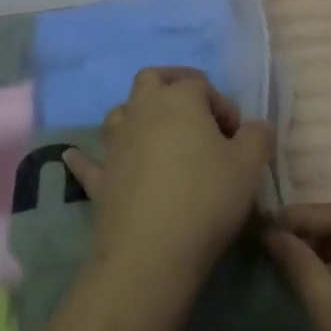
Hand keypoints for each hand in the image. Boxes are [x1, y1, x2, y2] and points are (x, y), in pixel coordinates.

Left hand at [63, 68, 272, 309]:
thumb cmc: (207, 197)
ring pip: (121, 112)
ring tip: (157, 134)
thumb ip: (257, 136)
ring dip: (137, 115)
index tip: (236, 137)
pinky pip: (87, 161)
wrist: (152, 251)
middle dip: (173, 87)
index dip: (222, 105)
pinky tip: (73, 156)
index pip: (201, 84)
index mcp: (179, 100)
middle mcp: (142, 111)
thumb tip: (254, 127)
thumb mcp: (250, 165)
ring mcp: (115, 144)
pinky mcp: (99, 178)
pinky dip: (84, 157)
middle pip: (152, 80)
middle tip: (195, 113)